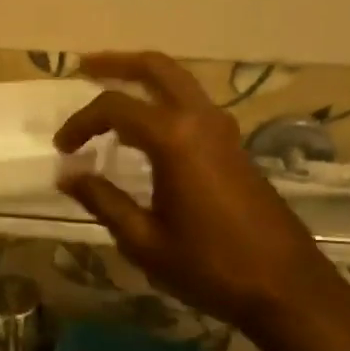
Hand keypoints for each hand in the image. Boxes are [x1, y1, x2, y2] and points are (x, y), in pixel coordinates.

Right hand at [53, 53, 338, 328]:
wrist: (287, 287)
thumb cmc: (210, 266)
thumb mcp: (144, 240)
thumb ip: (103, 200)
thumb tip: (67, 174)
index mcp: (174, 139)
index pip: (114, 108)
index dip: (81, 123)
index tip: (63, 149)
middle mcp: (201, 120)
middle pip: (156, 69)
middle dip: (117, 63)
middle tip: (84, 66)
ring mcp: (224, 130)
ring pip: (179, 82)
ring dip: (143, 79)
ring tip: (110, 89)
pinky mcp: (235, 146)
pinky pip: (192, 104)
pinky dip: (163, 101)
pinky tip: (145, 127)